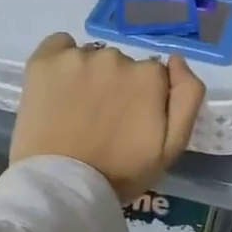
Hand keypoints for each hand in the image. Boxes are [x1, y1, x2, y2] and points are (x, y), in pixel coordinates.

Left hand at [11, 34, 205, 202]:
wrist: (64, 186)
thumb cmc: (123, 171)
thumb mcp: (173, 144)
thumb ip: (188, 97)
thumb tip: (177, 60)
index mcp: (150, 76)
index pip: (155, 76)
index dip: (146, 99)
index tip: (134, 123)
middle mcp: (116, 57)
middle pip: (123, 65)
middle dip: (118, 87)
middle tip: (105, 121)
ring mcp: (77, 57)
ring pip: (93, 58)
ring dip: (91, 77)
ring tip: (79, 111)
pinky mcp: (43, 60)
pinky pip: (60, 45)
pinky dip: (62, 61)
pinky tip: (60, 88)